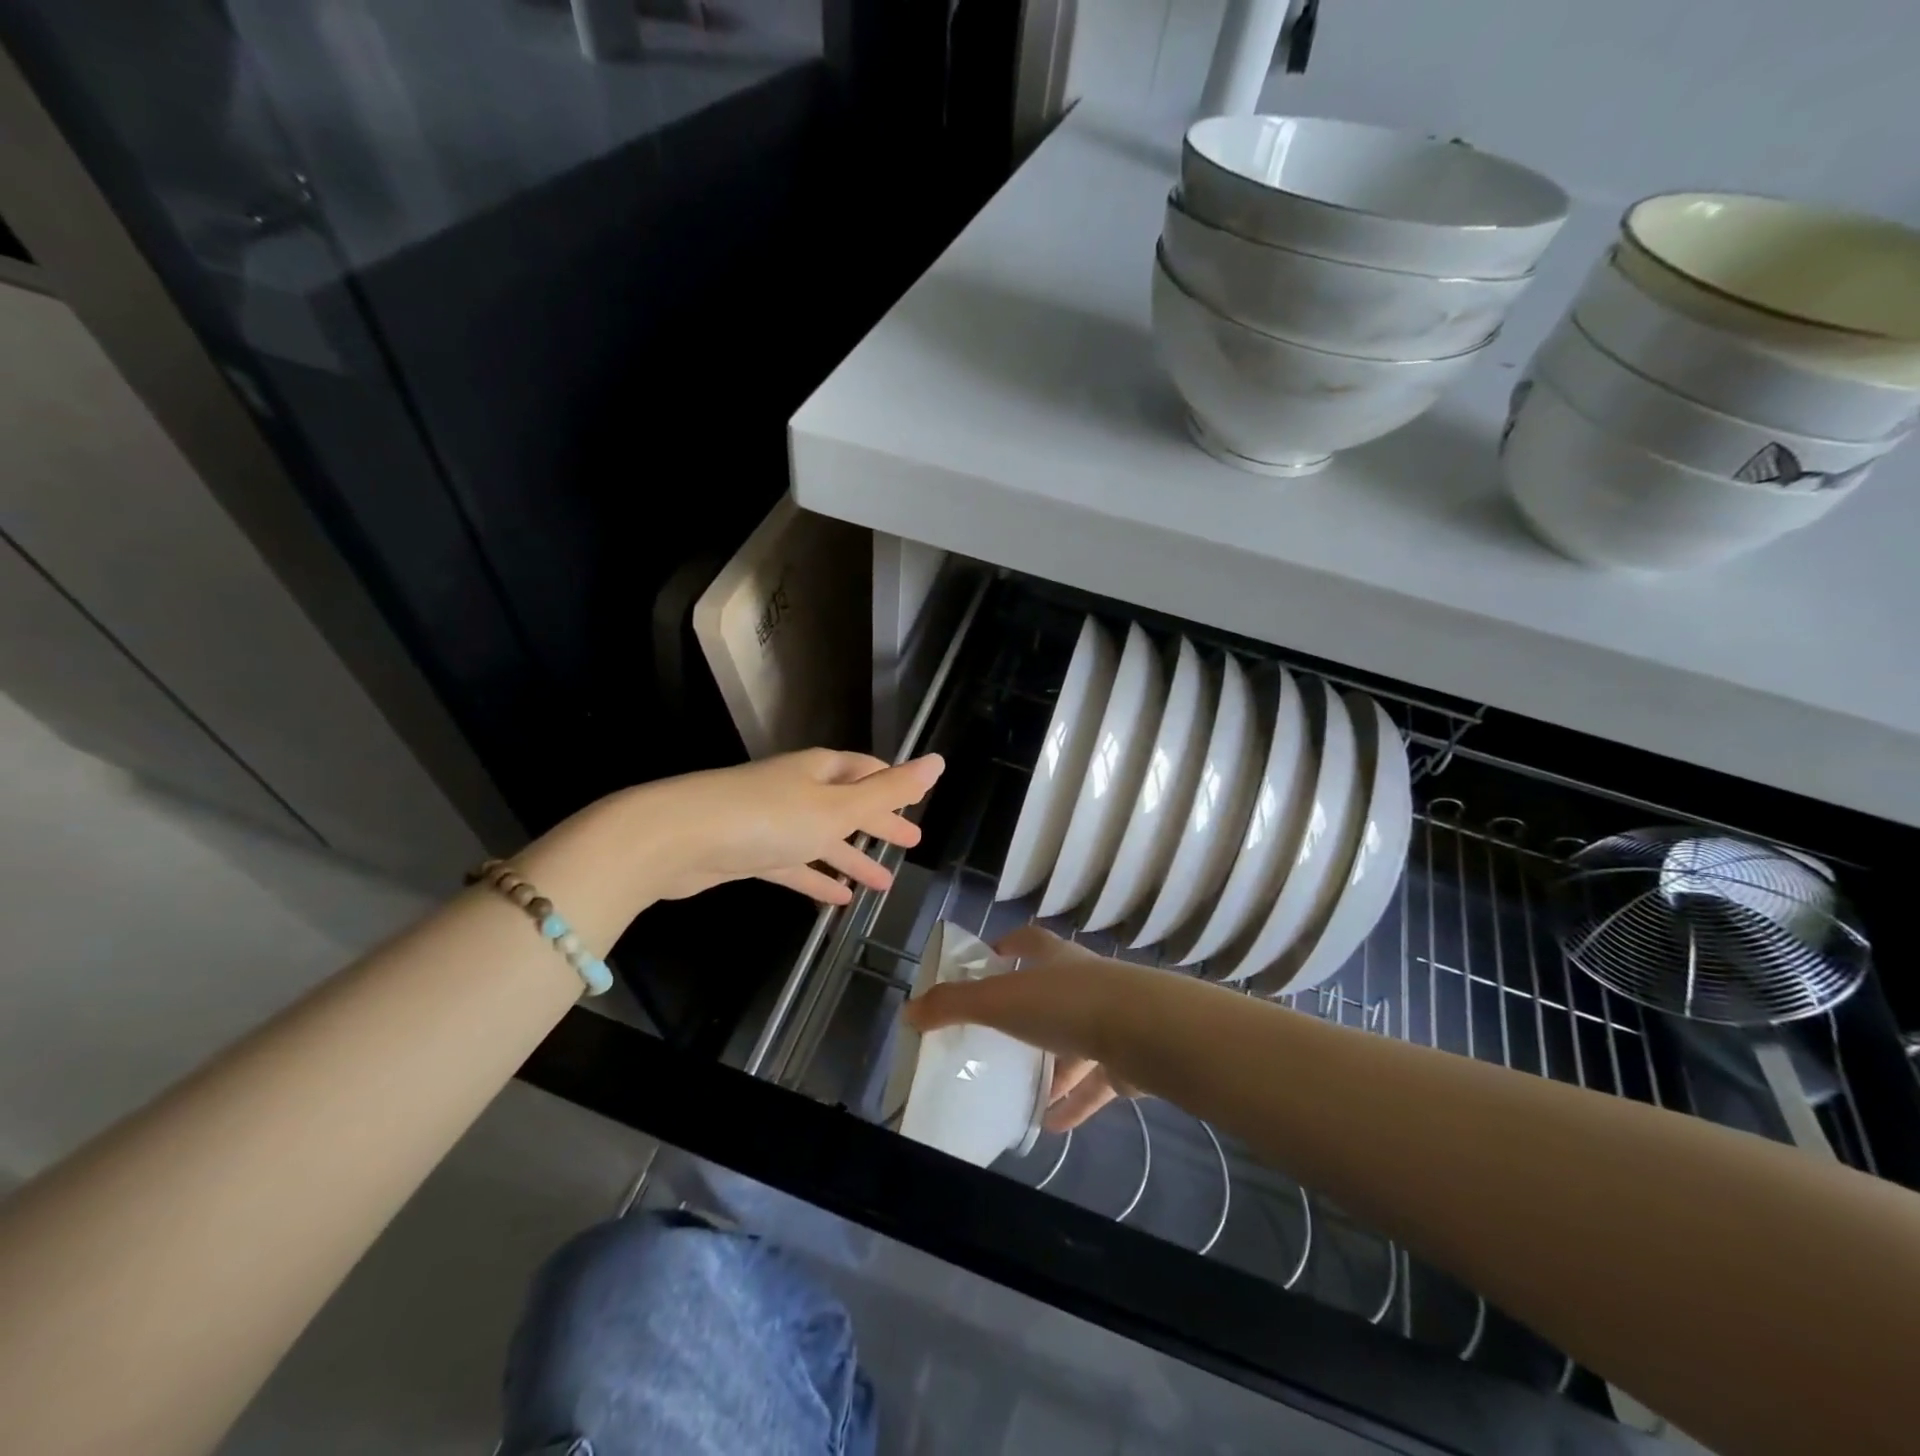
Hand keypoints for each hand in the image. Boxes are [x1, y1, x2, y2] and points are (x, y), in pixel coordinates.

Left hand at [628, 748, 944, 904]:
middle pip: (847, 805)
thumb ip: (889, 790)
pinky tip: (839, 900)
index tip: (916, 800)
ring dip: (852, 859)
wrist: (678, 839)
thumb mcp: (838, 806)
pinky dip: (818, 879)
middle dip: (878, 823)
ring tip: (885, 884)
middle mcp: (798, 790)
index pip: (866, 771)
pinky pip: (795, 865)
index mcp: (821, 771)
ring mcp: (773, 822)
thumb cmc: (768, 817)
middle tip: (911, 842)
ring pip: (823, 840)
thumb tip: (938, 762)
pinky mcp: (750, 854)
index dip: (892, 785)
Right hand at [905, 925, 1139, 1130]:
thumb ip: (954, 1004)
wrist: (1146, 1032)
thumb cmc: (1067, 1004)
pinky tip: (1051, 1125)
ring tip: (1021, 1092)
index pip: (1028, 943)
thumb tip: (908, 1011)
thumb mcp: (1000, 1000)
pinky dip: (1074, 1102)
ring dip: (1051, 1067)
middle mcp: (1084, 983)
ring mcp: (1110, 1021)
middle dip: (1026, 1017)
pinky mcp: (1127, 1061)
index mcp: (1055, 960)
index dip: (1008, 948)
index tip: (988, 962)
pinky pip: (1094, 1083)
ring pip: (1074, 1043)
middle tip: (996, 1040)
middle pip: (1051, 994)